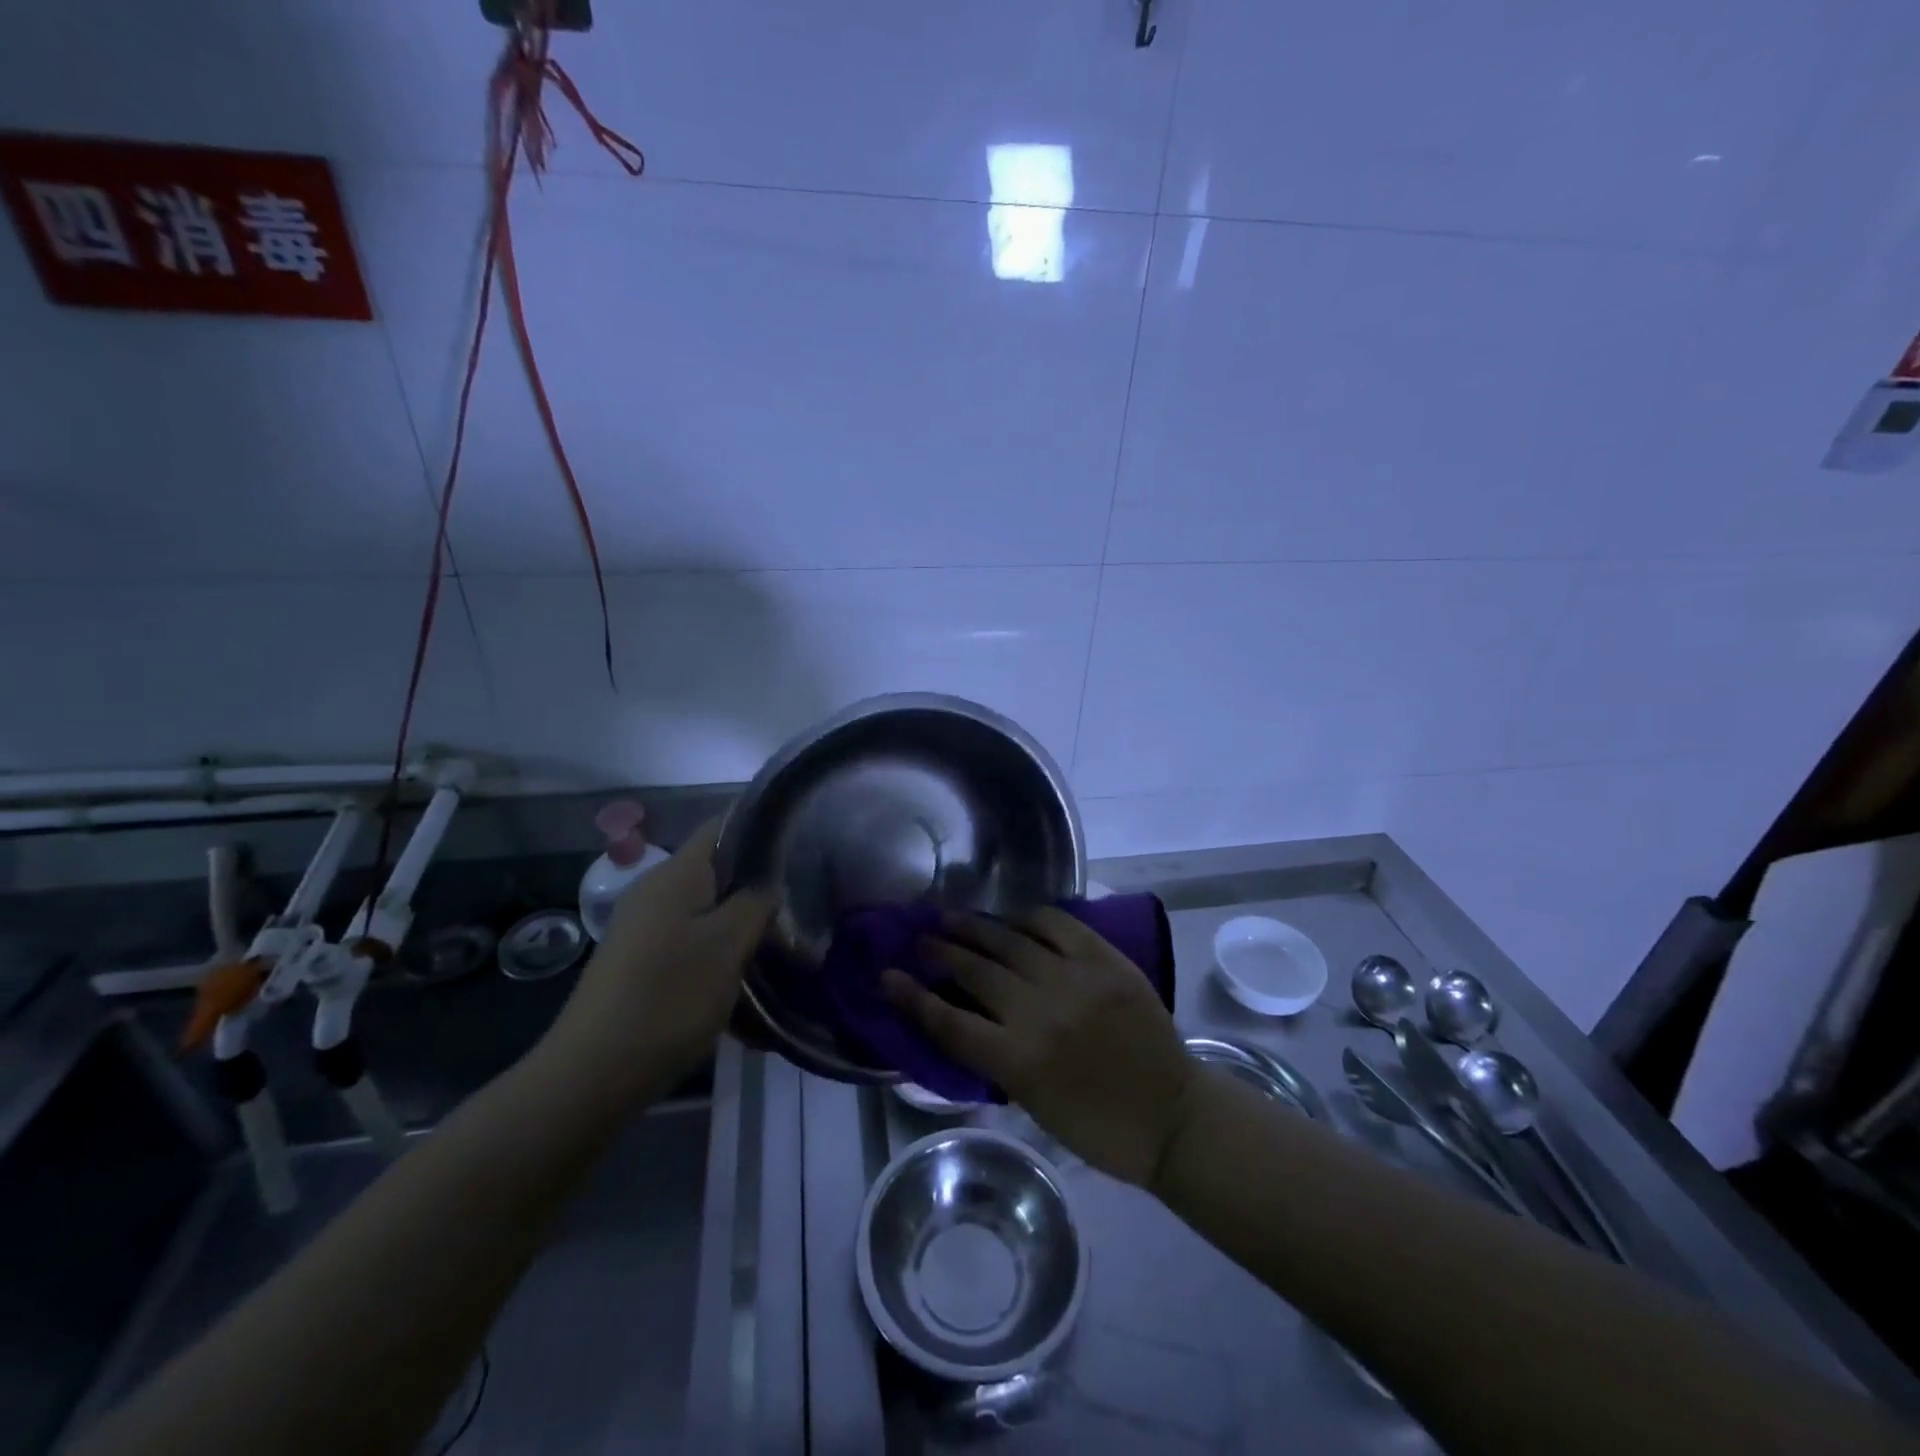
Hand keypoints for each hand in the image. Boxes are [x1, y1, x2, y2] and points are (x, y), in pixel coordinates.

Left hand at [546, 818, 773, 1101]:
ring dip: (738, 923)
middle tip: (797, 905)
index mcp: (676, 873)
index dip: (760, 830)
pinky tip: (739, 977)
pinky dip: (716, 949)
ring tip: (777, 944)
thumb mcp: (728, 945)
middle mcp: (654, 890)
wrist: (594, 1072)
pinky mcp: (637, 961)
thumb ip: (756, 903)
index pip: (722, 826)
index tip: (798, 847)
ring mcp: (642, 927)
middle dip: (755, 885)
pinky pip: (688, 939)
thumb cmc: (670, 996)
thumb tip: (768, 883)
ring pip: (704, 909)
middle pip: (715, 870)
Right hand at [883, 909, 1195, 1187]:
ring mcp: (1075, 980)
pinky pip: (1058, 924)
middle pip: (974, 972)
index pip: (948, 1021)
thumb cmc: (1096, 1125)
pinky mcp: (1105, 961)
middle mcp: (1041, 1012)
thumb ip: (995, 1055)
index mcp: (1019, 1061)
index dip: (912, 997)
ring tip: (951, 918)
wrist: (1171, 1114)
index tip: (886, 976)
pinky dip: (1030, 918)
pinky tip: (1015, 919)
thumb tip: (962, 1012)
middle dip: (940, 952)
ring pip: (1010, 941)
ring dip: (975, 928)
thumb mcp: (1031, 1103)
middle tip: (920, 939)